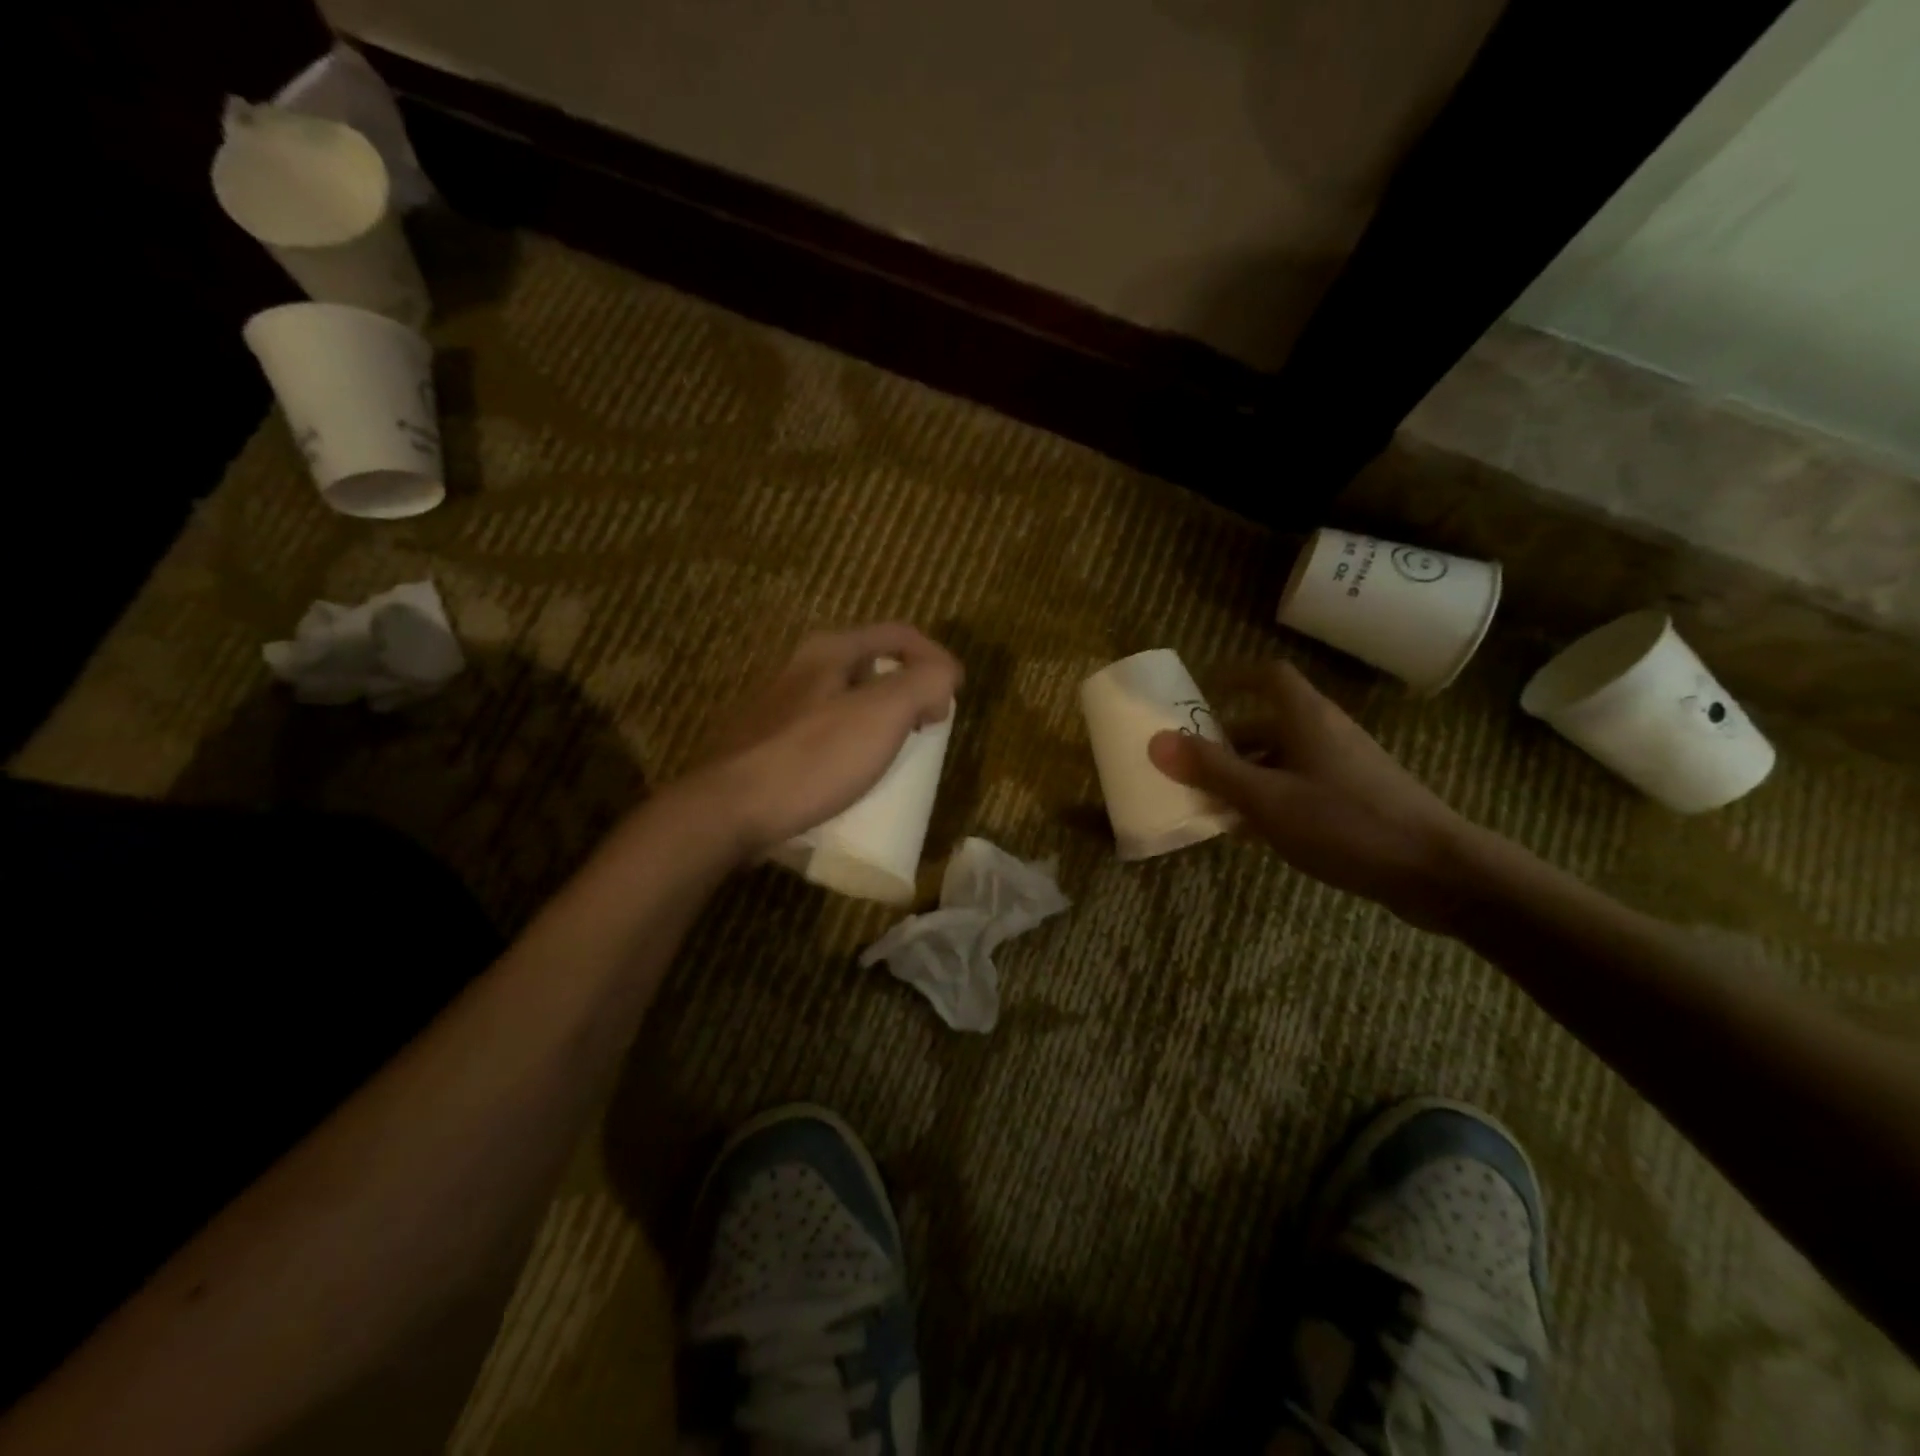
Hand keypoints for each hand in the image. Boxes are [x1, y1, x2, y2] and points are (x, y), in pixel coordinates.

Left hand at [684, 624, 962, 857]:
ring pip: (847, 701)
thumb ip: (923, 683)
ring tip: (898, 754)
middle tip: (929, 727)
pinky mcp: (768, 744)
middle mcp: (802, 668)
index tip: (956, 696)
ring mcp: (779, 707)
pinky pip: (825, 733)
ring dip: (882, 720)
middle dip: (910, 690)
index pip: (899, 635)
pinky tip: (854, 776)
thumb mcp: (881, 714)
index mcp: (829, 651)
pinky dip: (852, 744)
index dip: (937, 658)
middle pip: (872, 666)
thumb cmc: (810, 759)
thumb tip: (944, 676)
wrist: (726, 811)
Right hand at [1148, 661, 1475, 929]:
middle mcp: (1327, 734)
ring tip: (1210, 803)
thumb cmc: (1345, 823)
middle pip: (1269, 722)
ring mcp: (1344, 769)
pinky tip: (1251, 833)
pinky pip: (1301, 788)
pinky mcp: (1356, 801)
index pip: (1269, 676)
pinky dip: (1271, 800)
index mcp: (1307, 718)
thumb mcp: (1266, 798)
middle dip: (1227, 740)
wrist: (1436, 871)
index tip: (1201, 692)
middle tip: (1190, 762)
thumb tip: (1156, 740)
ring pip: (1283, 760)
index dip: (1234, 677)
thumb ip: (1211, 770)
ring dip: (1246, 775)